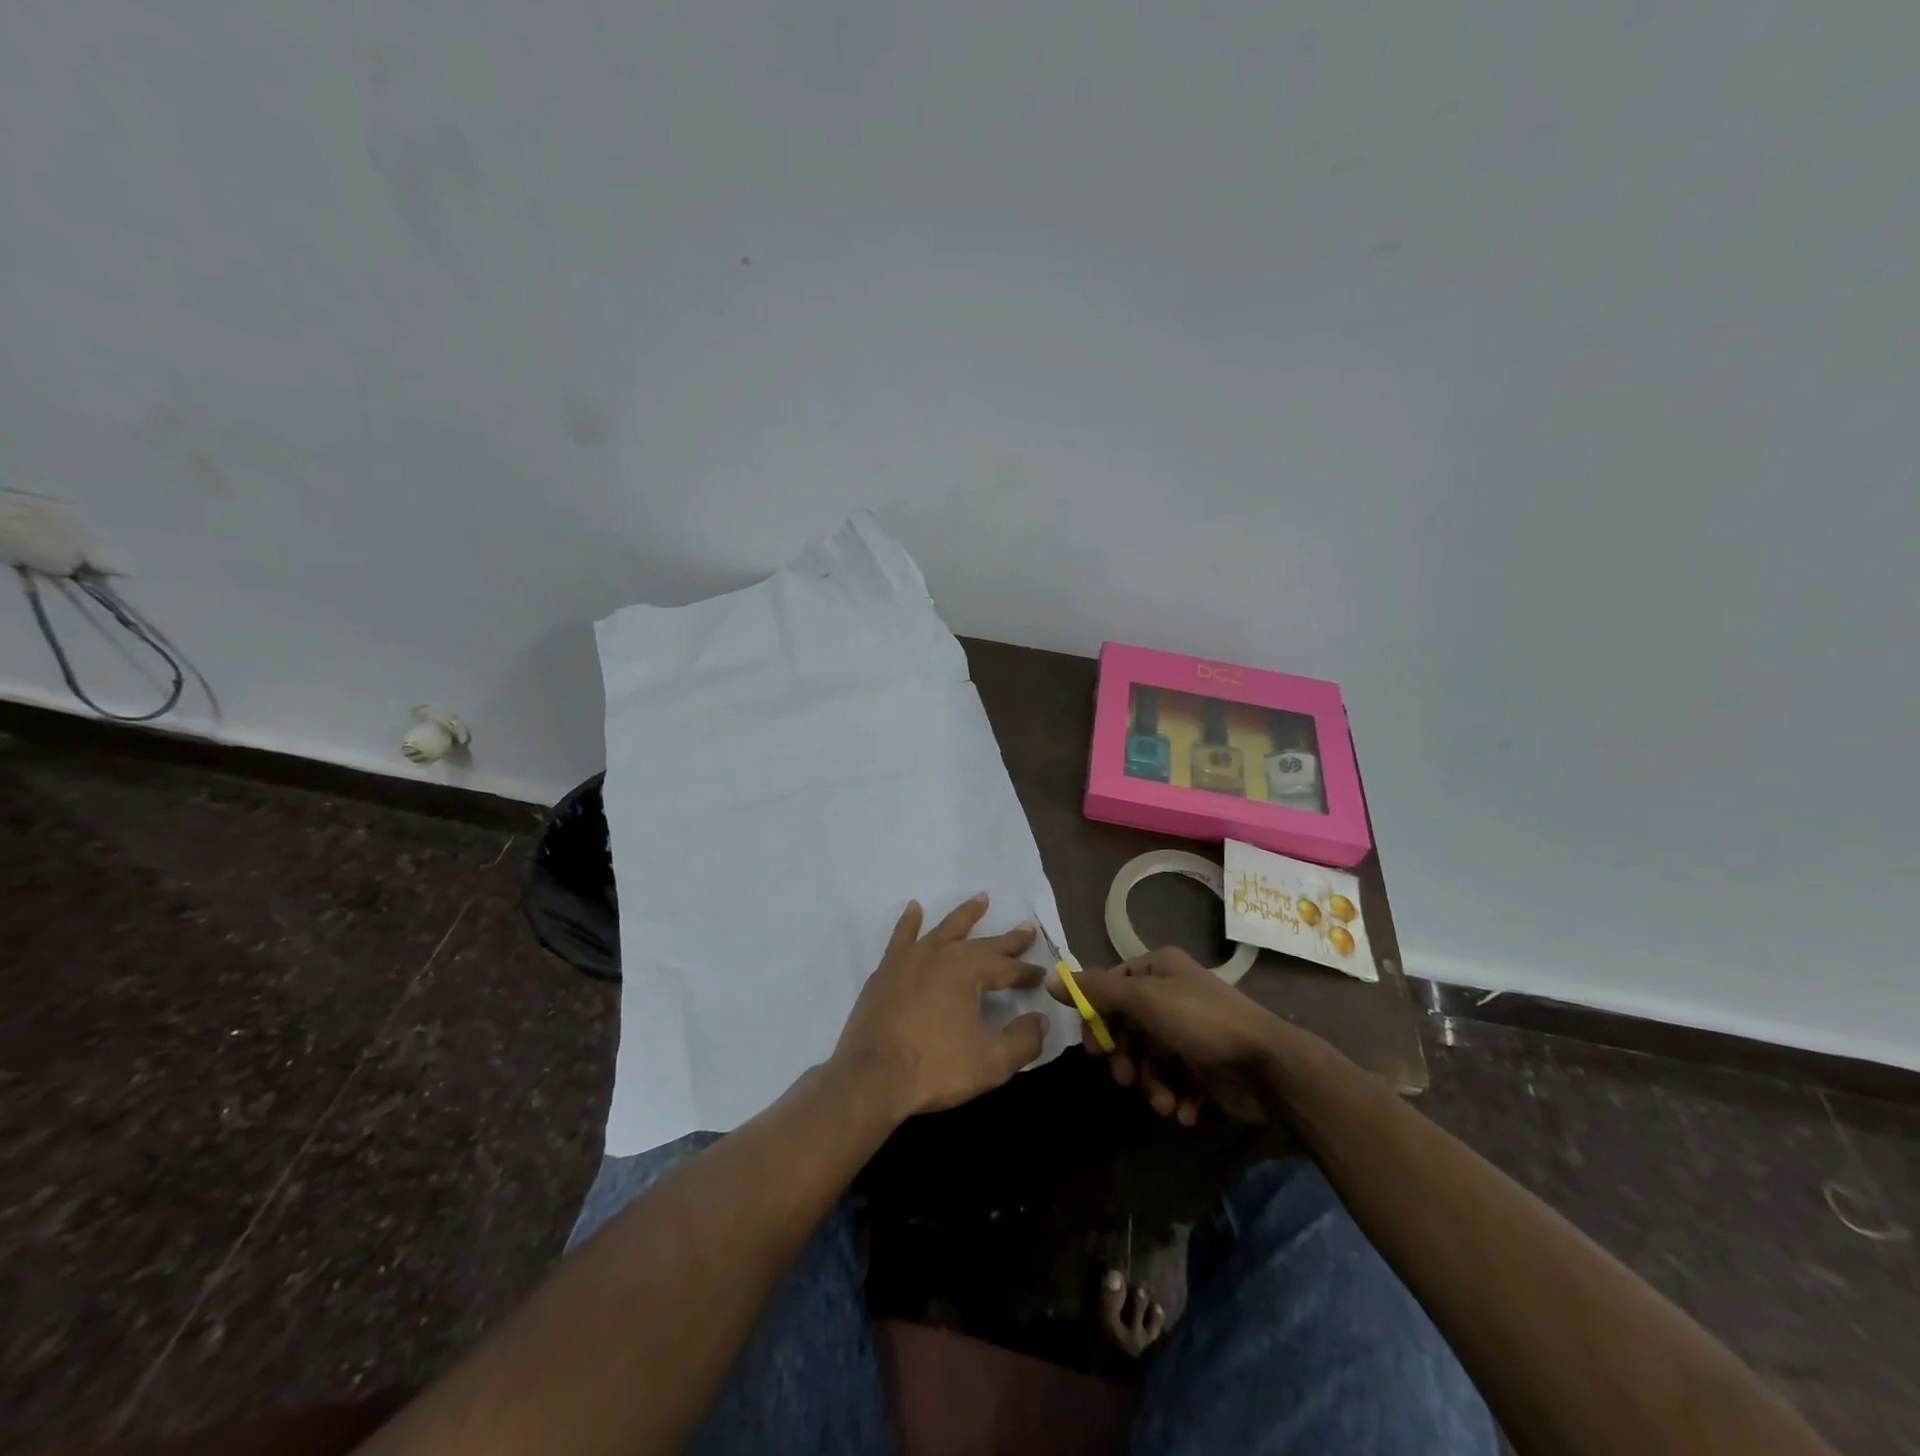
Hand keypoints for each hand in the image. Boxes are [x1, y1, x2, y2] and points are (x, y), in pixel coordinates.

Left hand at [834, 894, 1047, 1118]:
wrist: (871, 1076)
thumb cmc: (935, 1067)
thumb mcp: (991, 1062)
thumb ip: (1023, 1040)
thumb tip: (1040, 1020)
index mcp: (968, 970)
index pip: (1006, 968)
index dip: (1026, 973)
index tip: (1041, 976)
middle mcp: (941, 954)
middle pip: (981, 943)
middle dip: (1006, 940)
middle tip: (1026, 928)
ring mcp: (910, 959)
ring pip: (944, 929)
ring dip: (965, 915)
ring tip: (981, 898)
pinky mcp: (886, 971)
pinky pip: (901, 937)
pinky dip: (909, 922)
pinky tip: (914, 909)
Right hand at [1054, 947, 1294, 1124]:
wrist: (1269, 1067)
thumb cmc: (1202, 1021)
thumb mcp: (1144, 1000)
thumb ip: (1096, 991)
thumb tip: (1049, 981)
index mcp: (1159, 968)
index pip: (1110, 987)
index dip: (1097, 1018)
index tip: (1094, 1049)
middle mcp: (1171, 994)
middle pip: (1127, 1026)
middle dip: (1125, 1057)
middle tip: (1124, 1077)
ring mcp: (1188, 1031)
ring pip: (1148, 1058)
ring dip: (1149, 1083)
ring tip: (1161, 1101)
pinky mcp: (1203, 1066)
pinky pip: (1173, 1080)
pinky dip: (1172, 1096)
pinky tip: (1182, 1109)